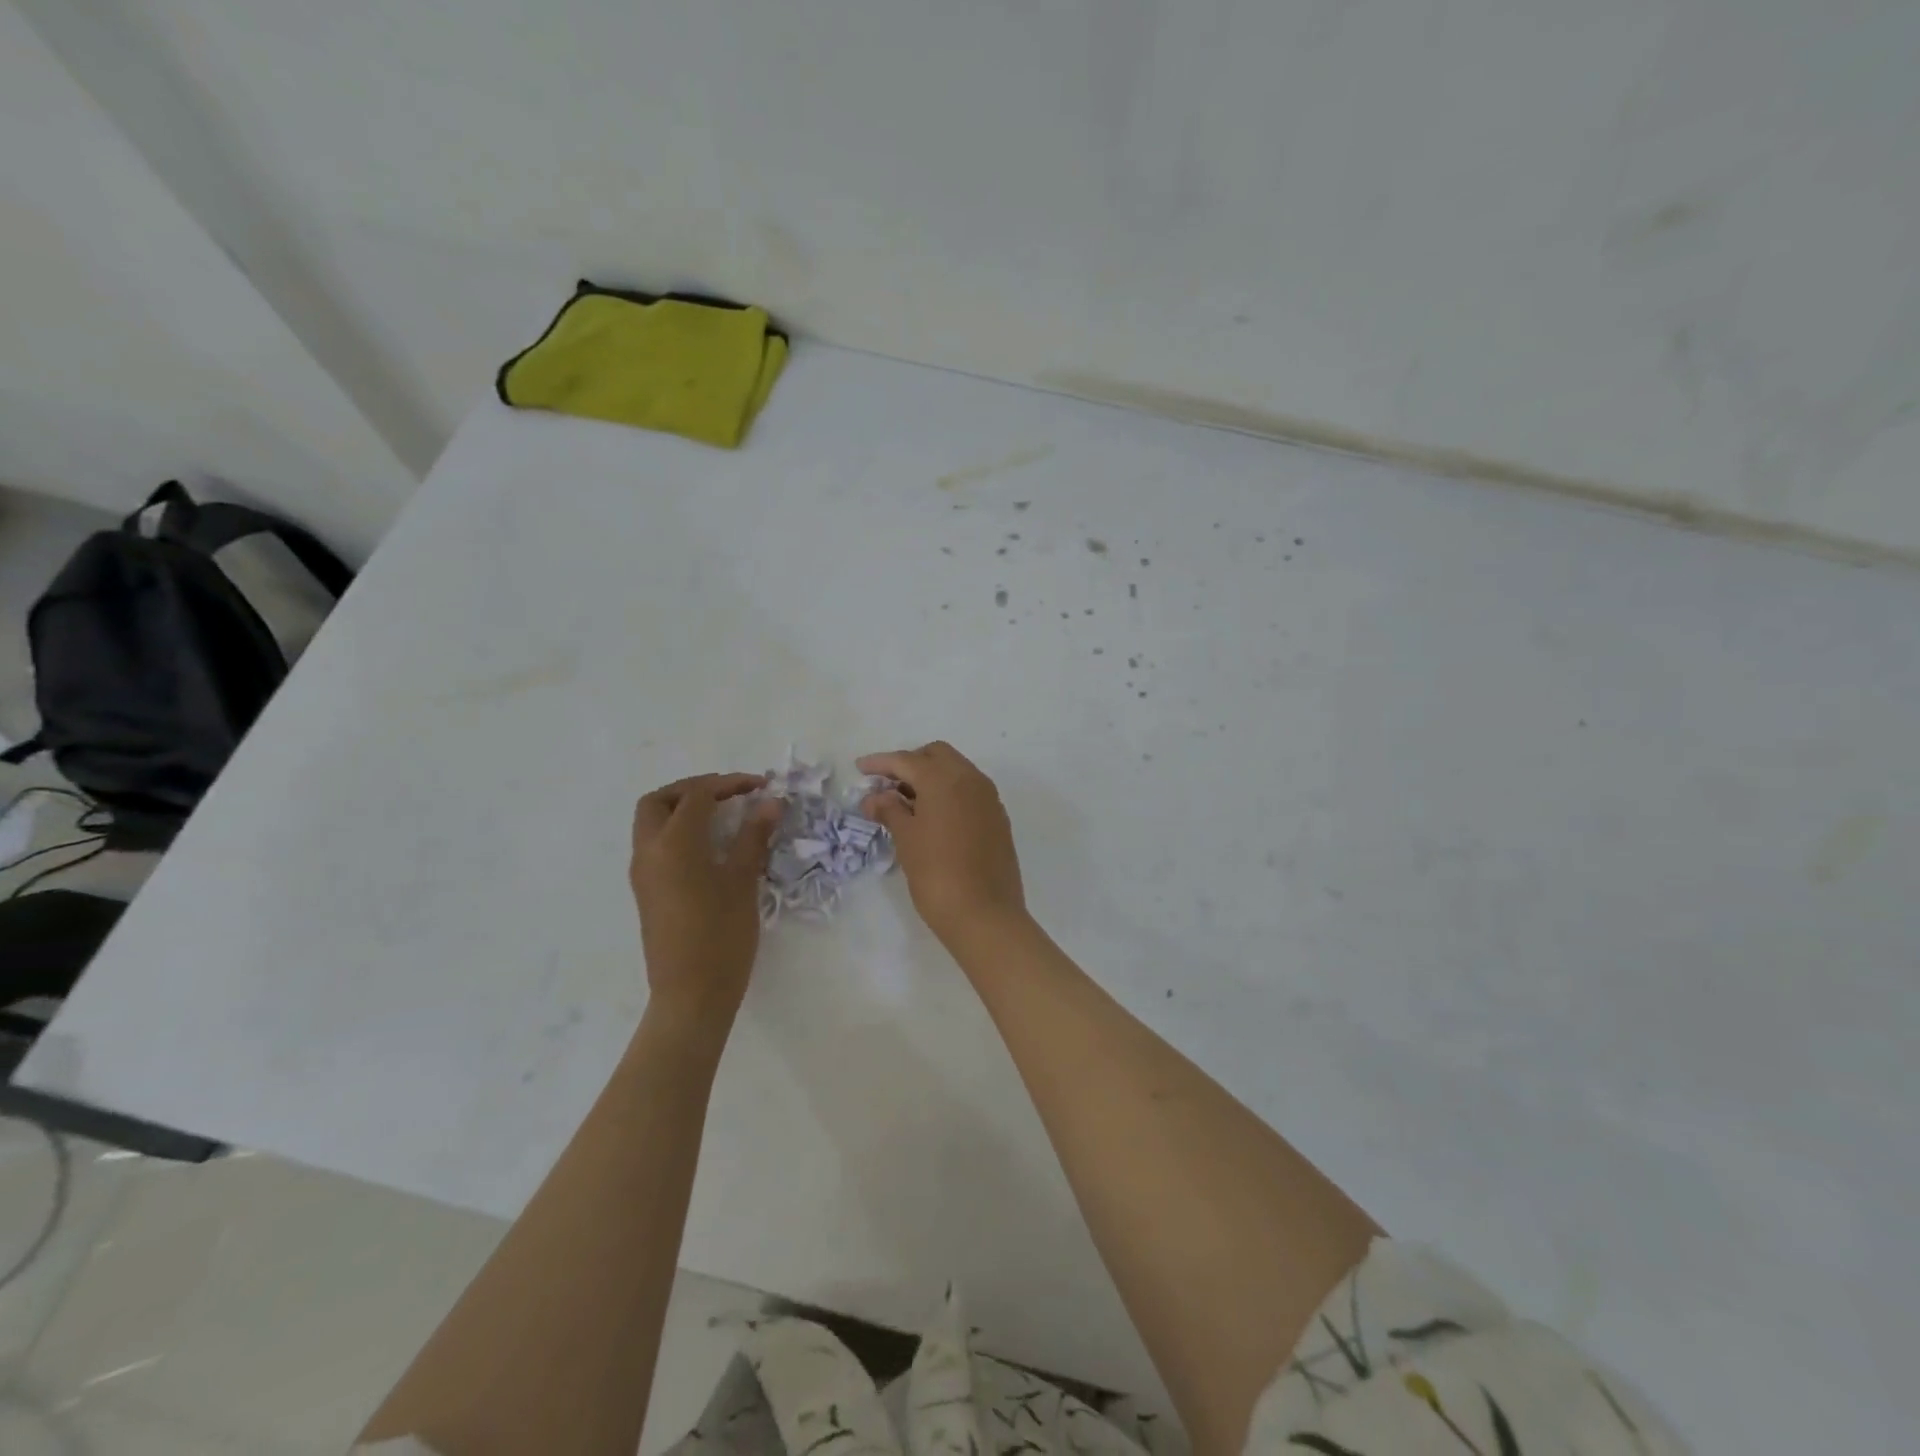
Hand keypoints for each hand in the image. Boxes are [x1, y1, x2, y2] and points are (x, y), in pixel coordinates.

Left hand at [630, 773, 780, 1024]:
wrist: (691, 994)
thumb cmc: (721, 936)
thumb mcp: (743, 881)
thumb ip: (753, 837)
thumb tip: (771, 803)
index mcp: (673, 843)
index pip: (697, 795)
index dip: (729, 784)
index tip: (761, 787)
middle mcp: (649, 851)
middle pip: (660, 800)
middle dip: (693, 789)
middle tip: (729, 794)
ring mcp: (642, 873)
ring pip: (652, 822)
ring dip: (682, 809)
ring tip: (722, 816)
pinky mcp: (646, 891)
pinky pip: (655, 844)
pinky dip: (678, 831)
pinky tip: (710, 846)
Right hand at [857, 741, 1027, 947]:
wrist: (985, 914)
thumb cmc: (937, 874)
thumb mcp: (906, 839)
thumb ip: (889, 810)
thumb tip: (875, 797)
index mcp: (945, 779)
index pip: (907, 760)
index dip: (881, 763)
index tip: (860, 768)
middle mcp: (971, 779)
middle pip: (937, 755)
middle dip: (910, 763)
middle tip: (887, 785)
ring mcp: (989, 798)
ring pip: (957, 771)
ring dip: (931, 777)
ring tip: (907, 802)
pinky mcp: (998, 818)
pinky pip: (970, 791)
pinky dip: (949, 792)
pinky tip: (934, 816)